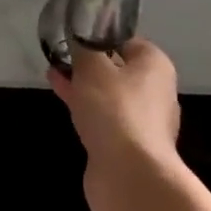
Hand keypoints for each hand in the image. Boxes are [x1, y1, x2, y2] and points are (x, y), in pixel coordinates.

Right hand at [48, 38, 182, 210]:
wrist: (130, 175)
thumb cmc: (115, 111)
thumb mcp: (93, 69)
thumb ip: (83, 48)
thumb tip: (80, 35)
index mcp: (154, 65)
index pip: (125, 40)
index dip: (97, 35)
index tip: (71, 36)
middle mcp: (155, 90)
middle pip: (118, 68)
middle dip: (89, 63)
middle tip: (59, 55)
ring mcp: (144, 120)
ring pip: (110, 95)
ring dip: (84, 86)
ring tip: (55, 76)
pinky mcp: (130, 144)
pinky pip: (106, 118)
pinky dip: (87, 109)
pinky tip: (65, 105)